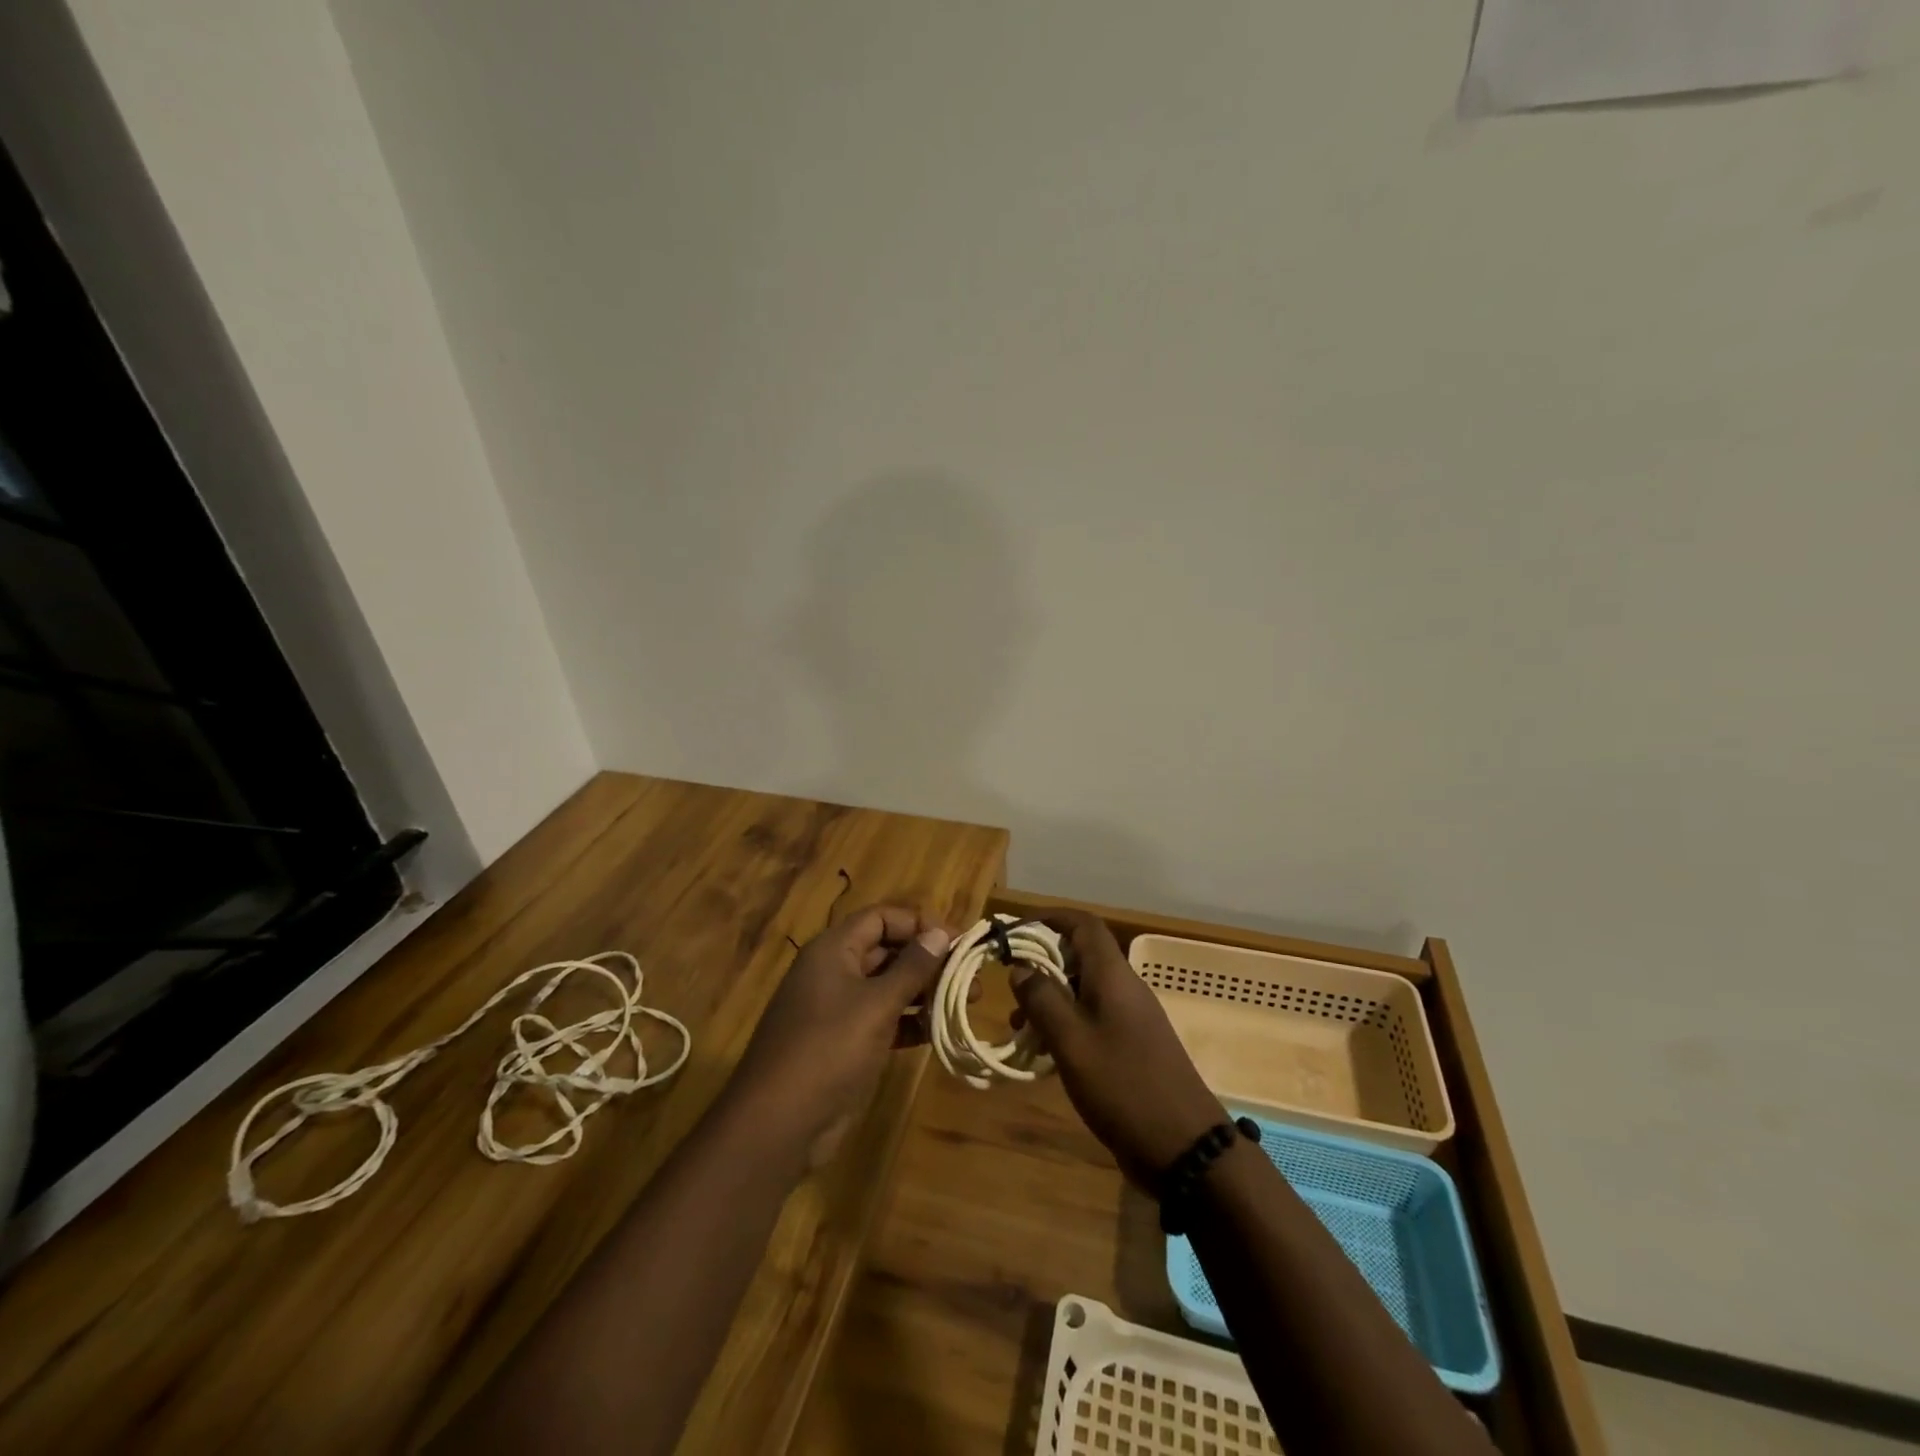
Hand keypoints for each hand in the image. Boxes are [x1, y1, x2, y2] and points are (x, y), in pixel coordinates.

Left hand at [725, 905, 950, 1170]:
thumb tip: (939, 933)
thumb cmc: (828, 1049)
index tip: (957, 941)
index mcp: (834, 950)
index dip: (919, 924)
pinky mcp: (845, 1042)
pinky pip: (884, 1018)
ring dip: (925, 991)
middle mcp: (835, 971)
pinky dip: (910, 1021)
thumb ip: (911, 968)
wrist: (778, 1123)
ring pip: (888, 986)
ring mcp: (839, 1008)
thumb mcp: (876, 1005)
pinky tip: (940, 1030)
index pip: (881, 918)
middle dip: (928, 959)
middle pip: (887, 950)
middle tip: (971, 976)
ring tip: (967, 1002)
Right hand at [1009, 910, 1223, 1189]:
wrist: (1185, 1147)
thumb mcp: (1072, 1042)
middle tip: (1009, 985)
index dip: (1048, 918)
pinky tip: (1045, 1053)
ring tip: (1019, 1026)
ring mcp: (1131, 1017)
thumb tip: (1021, 967)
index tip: (1014, 931)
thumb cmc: (1123, 1086)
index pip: (1083, 924)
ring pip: (1083, 989)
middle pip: (1081, 954)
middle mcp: (1124, 987)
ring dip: (1050, 998)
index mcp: (1112, 975)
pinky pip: (1092, 1018)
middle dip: (1042, 962)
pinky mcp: (1132, 1045)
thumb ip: (1043, 999)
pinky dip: (1065, 1024)